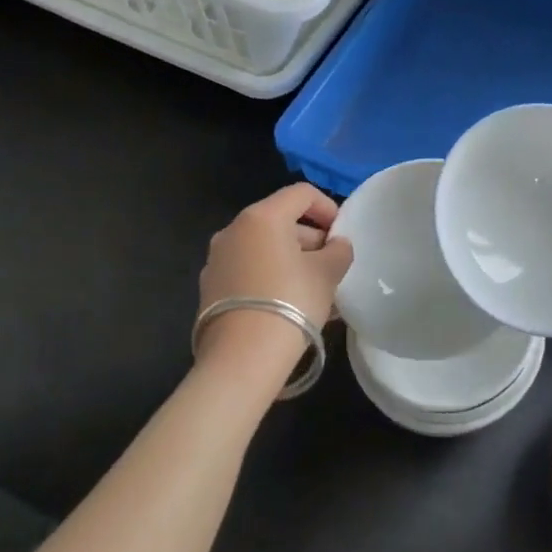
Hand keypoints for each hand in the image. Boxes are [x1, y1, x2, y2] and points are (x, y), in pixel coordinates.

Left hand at [196, 184, 352, 374]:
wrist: (242, 358)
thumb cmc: (291, 301)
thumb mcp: (328, 273)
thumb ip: (338, 251)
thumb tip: (336, 245)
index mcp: (262, 217)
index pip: (301, 194)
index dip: (328, 207)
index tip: (342, 234)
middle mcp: (233, 231)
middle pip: (280, 220)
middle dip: (310, 238)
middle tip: (331, 265)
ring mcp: (217, 260)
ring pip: (264, 249)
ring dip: (291, 260)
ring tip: (315, 290)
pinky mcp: (210, 289)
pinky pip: (249, 271)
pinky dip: (271, 277)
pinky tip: (290, 305)